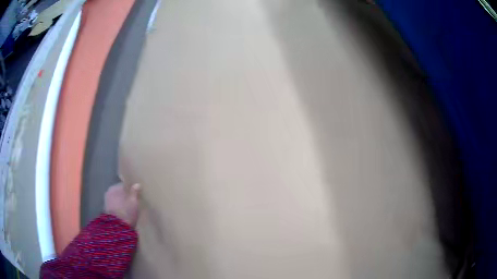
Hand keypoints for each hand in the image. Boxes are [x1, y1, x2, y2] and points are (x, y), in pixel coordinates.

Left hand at [105, 183, 140, 226]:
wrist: (117, 228)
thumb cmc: (126, 212)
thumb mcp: (134, 202)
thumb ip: (135, 192)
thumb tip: (137, 184)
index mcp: (114, 187)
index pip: (124, 185)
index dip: (131, 189)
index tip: (136, 194)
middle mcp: (109, 192)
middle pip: (119, 192)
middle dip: (125, 196)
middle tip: (133, 202)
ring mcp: (106, 201)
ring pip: (117, 199)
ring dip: (121, 202)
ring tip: (129, 208)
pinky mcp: (106, 210)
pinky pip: (114, 206)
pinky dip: (119, 208)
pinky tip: (124, 213)